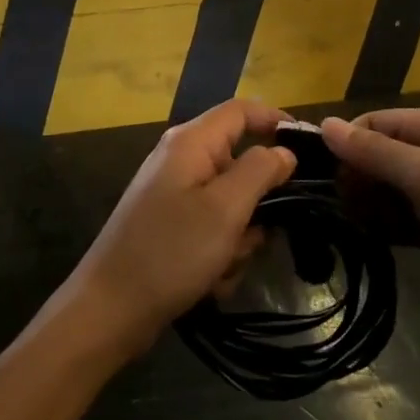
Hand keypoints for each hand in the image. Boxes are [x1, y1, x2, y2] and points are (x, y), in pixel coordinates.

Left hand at [62, 99, 295, 358]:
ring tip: (225, 263)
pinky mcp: (170, 224)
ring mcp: (173, 193)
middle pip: (239, 161)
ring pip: (230, 201)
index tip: (311, 147)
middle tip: (259, 231)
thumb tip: (284, 152)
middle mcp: (180, 159)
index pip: (242, 110)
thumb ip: (260, 170)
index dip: (277, 120)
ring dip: (238, 234)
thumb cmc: (171, 252)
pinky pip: (212, 227)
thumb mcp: (225, 209)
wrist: (109, 310)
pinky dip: (219, 251)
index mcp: (191, 142)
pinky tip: (211, 279)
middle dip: (256, 200)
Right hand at [322, 108, 419, 327]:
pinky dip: (384, 228)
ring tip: (341, 225)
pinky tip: (363, 239)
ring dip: (366, 206)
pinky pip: (403, 222)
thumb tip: (325, 125)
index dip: (343, 144)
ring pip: (388, 193)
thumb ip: (374, 152)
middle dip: (354, 178)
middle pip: (378, 158)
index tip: (313, 173)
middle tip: (326, 206)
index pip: (374, 124)